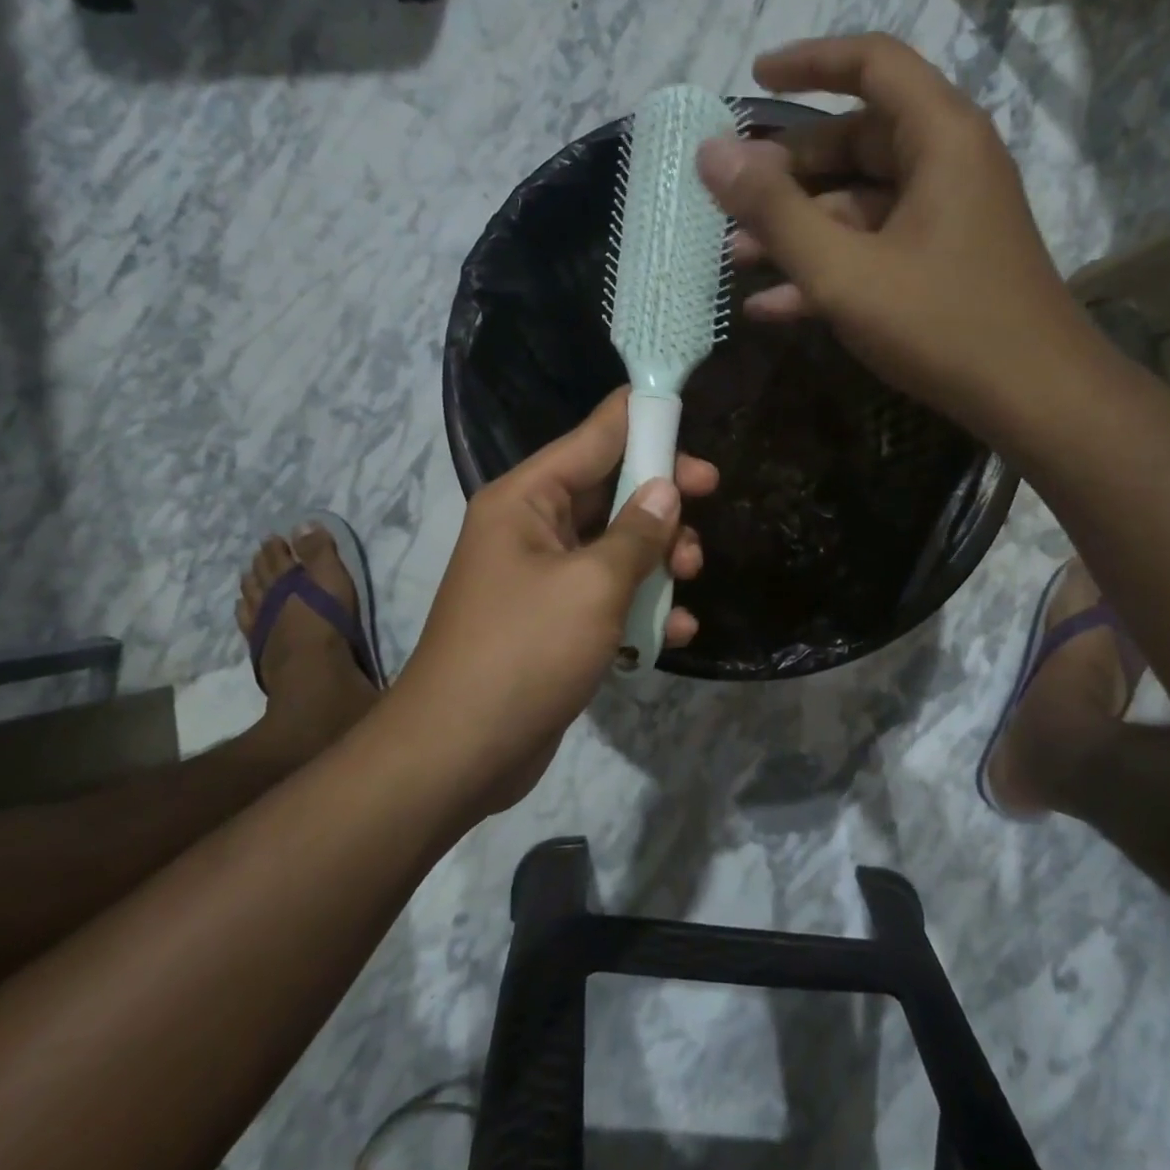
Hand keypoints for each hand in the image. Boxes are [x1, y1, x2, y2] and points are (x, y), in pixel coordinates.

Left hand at [390, 389, 718, 815]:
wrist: (462, 751)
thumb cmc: (525, 651)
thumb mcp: (593, 585)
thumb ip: (637, 533)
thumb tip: (666, 490)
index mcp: (527, 499)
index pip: (593, 437)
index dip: (643, 422)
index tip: (691, 417)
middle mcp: (531, 528)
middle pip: (610, 490)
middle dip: (661, 500)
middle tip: (708, 502)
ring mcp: (543, 578)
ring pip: (616, 546)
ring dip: (659, 558)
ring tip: (689, 578)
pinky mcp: (555, 622)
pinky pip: (608, 596)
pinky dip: (642, 607)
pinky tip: (674, 633)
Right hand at [696, 33, 1099, 443]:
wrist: (1033, 398)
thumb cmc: (942, 324)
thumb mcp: (845, 271)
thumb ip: (776, 213)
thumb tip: (711, 153)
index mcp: (939, 138)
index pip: (872, 64)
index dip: (808, 62)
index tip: (752, 80)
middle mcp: (948, 164)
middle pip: (857, 141)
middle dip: (787, 173)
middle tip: (731, 202)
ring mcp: (946, 218)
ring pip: (859, 205)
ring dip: (799, 230)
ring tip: (737, 259)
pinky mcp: (942, 265)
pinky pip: (875, 248)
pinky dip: (829, 268)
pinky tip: (772, 305)